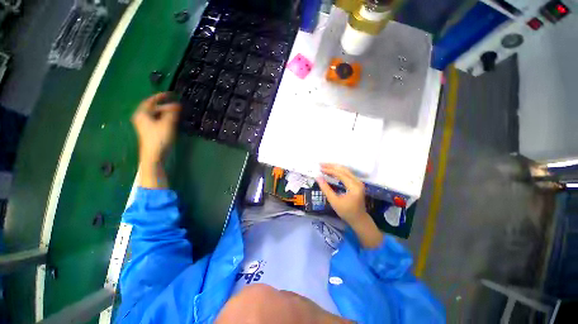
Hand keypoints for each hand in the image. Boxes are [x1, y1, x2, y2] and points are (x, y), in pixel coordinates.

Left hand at [131, 92, 180, 165]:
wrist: (154, 155)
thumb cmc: (159, 138)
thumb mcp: (167, 124)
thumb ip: (172, 113)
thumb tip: (177, 105)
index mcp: (142, 113)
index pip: (151, 101)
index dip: (161, 96)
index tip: (171, 94)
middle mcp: (142, 117)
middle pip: (154, 108)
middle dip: (165, 106)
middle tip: (177, 106)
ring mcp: (145, 125)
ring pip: (156, 114)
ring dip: (166, 112)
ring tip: (177, 112)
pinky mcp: (150, 131)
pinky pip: (157, 120)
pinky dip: (165, 118)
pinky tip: (172, 120)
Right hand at [316, 163, 366, 224]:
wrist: (359, 219)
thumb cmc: (346, 212)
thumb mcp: (334, 201)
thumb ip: (326, 188)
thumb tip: (318, 177)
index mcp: (354, 186)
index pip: (340, 174)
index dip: (329, 170)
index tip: (320, 168)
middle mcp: (358, 182)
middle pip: (343, 169)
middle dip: (331, 166)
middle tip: (321, 164)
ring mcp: (358, 182)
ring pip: (345, 170)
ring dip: (335, 168)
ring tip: (324, 166)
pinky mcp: (357, 183)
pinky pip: (347, 174)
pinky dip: (338, 172)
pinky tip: (331, 172)